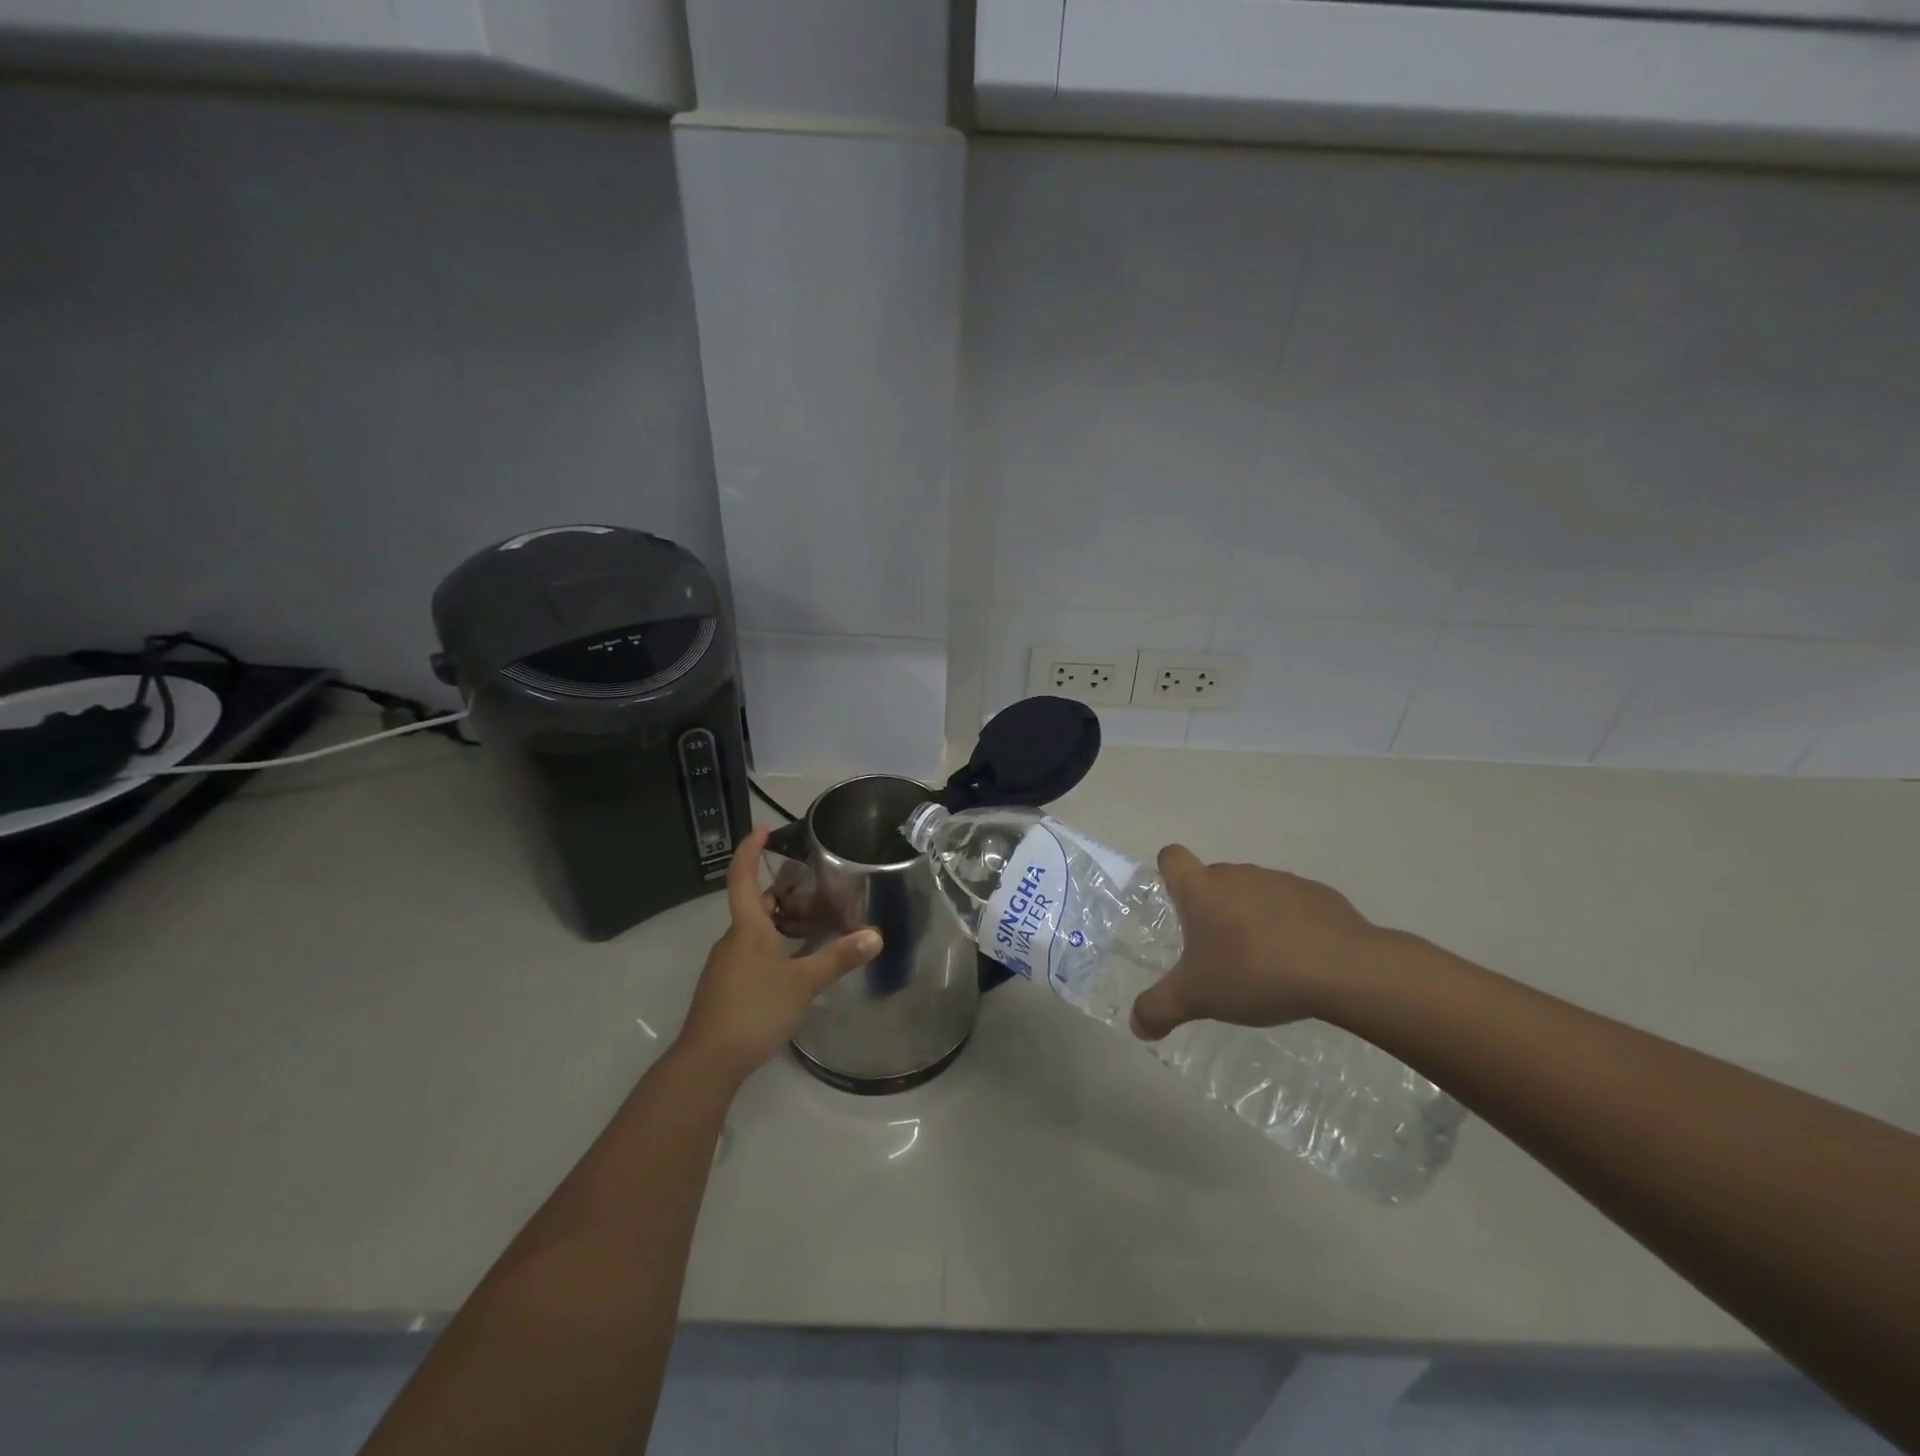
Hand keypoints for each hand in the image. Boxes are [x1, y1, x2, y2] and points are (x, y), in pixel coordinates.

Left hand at [675, 825, 882, 1081]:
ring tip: (813, 921)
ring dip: (780, 920)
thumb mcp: (803, 983)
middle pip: (755, 905)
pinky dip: (774, 945)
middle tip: (813, 883)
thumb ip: (838, 958)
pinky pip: (752, 953)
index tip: (762, 828)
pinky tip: (796, 962)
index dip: (750, 850)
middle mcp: (733, 940)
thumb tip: (875, 936)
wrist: (708, 1062)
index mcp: (747, 929)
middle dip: (781, 891)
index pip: (742, 877)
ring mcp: (727, 965)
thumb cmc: (754, 1010)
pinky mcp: (728, 988)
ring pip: (755, 931)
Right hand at [1131, 845, 1381, 1040]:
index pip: (1172, 858)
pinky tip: (1299, 960)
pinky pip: (1290, 905)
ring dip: (1249, 917)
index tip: (1174, 901)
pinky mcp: (1318, 895)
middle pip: (1212, 879)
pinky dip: (1288, 925)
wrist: (1343, 969)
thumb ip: (1158, 1009)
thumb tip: (1136, 1025)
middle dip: (1210, 908)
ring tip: (1260, 961)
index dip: (1167, 873)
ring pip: (1252, 892)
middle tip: (1214, 952)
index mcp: (1201, 889)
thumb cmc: (1254, 972)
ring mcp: (1280, 881)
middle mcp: (1237, 874)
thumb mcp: (1196, 998)